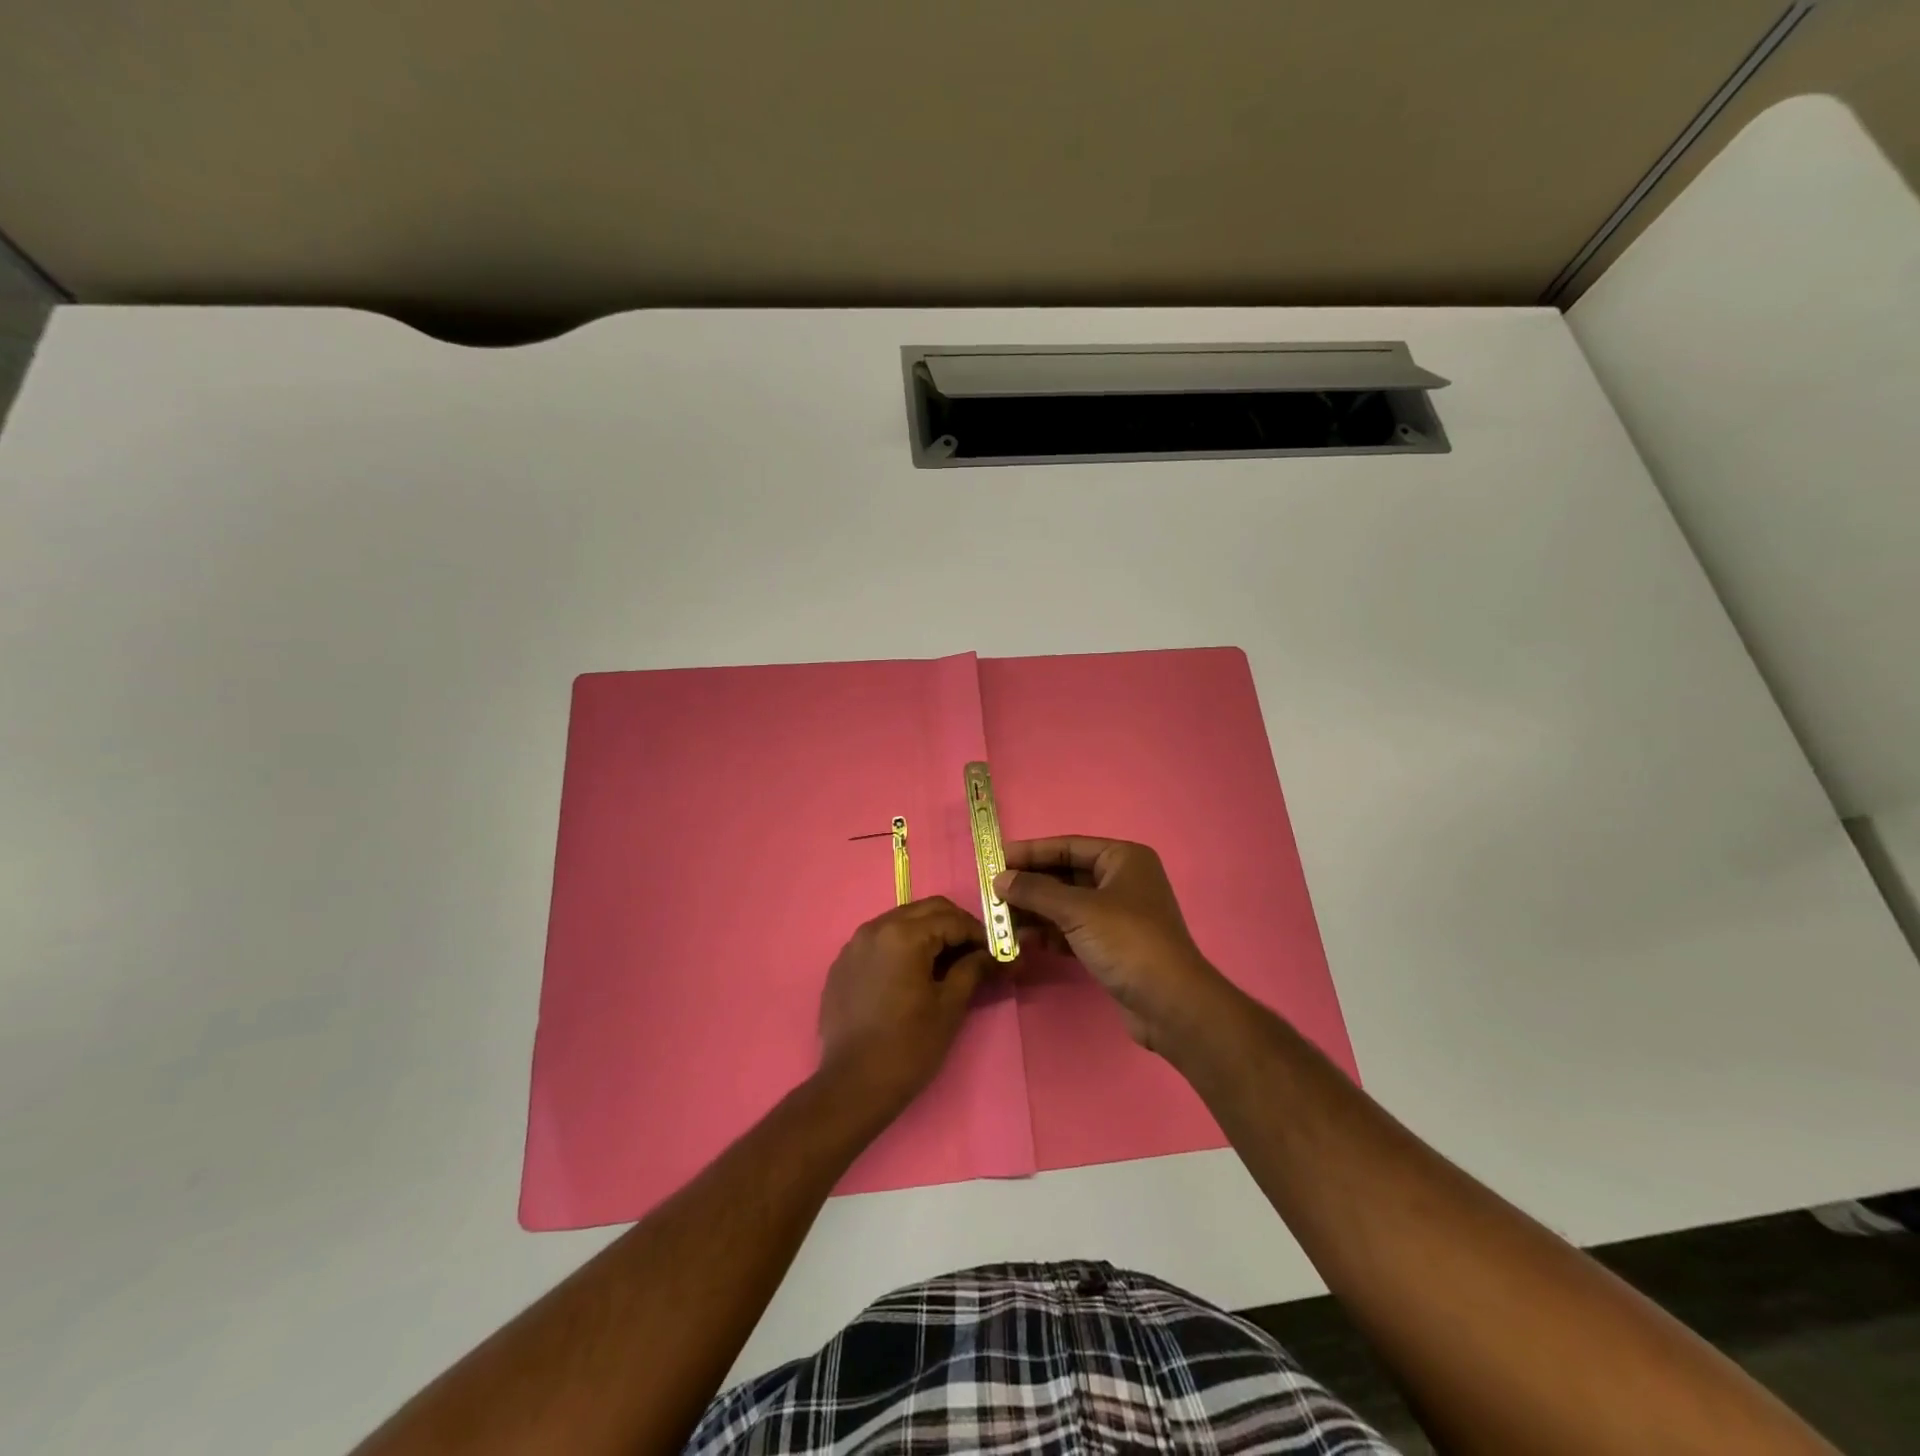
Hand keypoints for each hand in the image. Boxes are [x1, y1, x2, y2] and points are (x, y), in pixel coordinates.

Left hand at [817, 897, 995, 1112]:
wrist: (853, 1085)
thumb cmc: (908, 1046)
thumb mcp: (949, 1006)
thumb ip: (973, 969)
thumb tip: (993, 955)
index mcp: (904, 934)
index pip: (952, 919)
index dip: (979, 933)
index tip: (995, 951)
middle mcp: (875, 928)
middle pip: (925, 910)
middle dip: (954, 926)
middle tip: (974, 952)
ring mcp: (854, 945)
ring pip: (901, 921)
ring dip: (927, 933)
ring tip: (945, 964)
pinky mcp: (842, 964)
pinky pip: (879, 941)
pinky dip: (901, 947)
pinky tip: (911, 975)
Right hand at [995, 837, 1234, 1054]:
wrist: (1170, 1003)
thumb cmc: (1127, 941)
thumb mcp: (1078, 910)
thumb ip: (1036, 891)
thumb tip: (1000, 879)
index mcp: (1123, 859)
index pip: (1067, 847)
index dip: (1031, 852)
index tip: (996, 858)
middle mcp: (1122, 881)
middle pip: (1065, 875)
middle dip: (1030, 885)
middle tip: (992, 892)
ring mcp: (1118, 915)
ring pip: (1067, 905)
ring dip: (1035, 911)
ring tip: (999, 918)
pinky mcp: (1112, 945)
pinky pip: (1072, 930)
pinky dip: (1049, 933)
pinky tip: (1022, 939)